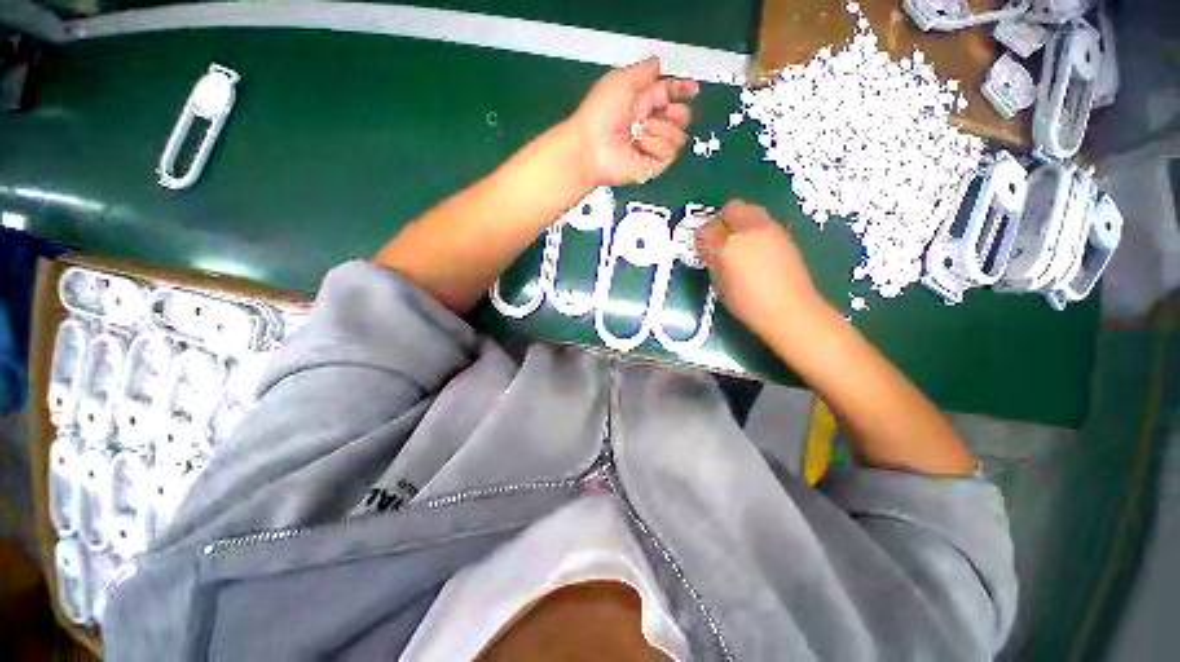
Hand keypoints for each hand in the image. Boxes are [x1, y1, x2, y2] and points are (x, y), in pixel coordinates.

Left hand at [566, 56, 698, 186]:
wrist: (592, 146)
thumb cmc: (602, 112)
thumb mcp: (622, 79)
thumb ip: (644, 70)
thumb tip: (658, 63)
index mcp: (643, 101)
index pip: (671, 94)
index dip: (683, 89)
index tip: (692, 89)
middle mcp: (650, 124)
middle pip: (682, 117)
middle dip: (677, 112)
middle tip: (660, 112)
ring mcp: (652, 146)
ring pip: (679, 135)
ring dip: (661, 129)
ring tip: (639, 131)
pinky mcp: (653, 165)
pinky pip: (669, 152)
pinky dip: (655, 145)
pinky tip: (640, 144)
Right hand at [695, 200, 830, 341]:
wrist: (790, 311)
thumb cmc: (748, 303)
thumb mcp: (720, 283)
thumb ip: (711, 259)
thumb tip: (706, 246)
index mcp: (731, 243)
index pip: (707, 228)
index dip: (701, 237)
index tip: (701, 247)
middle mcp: (752, 228)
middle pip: (733, 208)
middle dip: (721, 220)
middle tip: (717, 240)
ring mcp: (773, 229)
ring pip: (751, 212)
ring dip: (739, 223)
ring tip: (736, 246)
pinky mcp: (787, 236)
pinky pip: (764, 223)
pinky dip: (754, 230)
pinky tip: (754, 252)